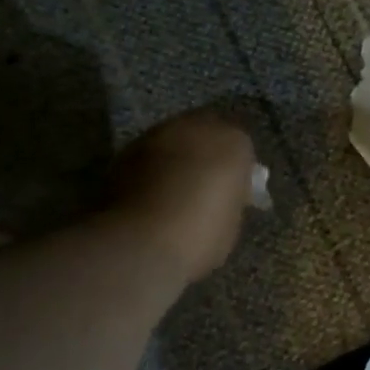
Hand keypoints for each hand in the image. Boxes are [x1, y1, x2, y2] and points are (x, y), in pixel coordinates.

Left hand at [107, 111, 258, 283]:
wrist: (140, 242)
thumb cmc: (199, 235)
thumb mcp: (231, 223)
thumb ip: (232, 198)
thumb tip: (227, 195)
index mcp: (233, 143)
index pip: (242, 146)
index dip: (238, 168)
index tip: (234, 192)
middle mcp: (195, 127)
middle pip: (206, 131)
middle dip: (207, 153)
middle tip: (204, 185)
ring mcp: (157, 134)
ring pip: (175, 139)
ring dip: (177, 157)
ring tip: (174, 191)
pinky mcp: (126, 149)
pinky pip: (149, 154)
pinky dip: (153, 168)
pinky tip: (150, 195)